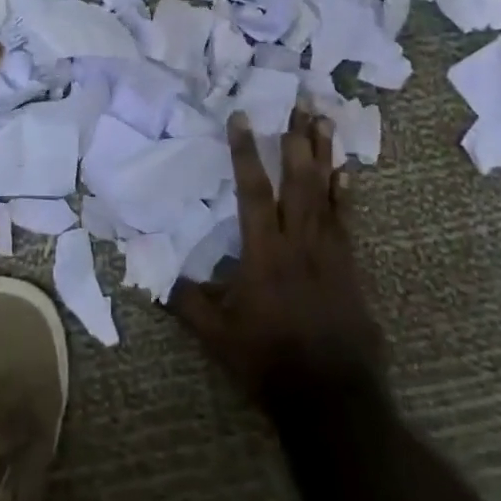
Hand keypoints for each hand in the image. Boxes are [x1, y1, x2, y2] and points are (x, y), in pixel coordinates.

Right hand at [170, 106, 386, 401]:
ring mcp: (329, 253)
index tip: (242, 117)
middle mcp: (298, 243)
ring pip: (325, 193)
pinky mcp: (349, 268)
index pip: (252, 191)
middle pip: (297, 181)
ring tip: (324, 120)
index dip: (245, 153)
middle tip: (300, 102)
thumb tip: (151, 277)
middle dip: (296, 140)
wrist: (332, 398)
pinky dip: (345, 193)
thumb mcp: (216, 335)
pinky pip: (346, 220)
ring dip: (324, 154)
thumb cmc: (268, 361)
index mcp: (262, 253)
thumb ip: (185, 301)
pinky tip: (348, 171)